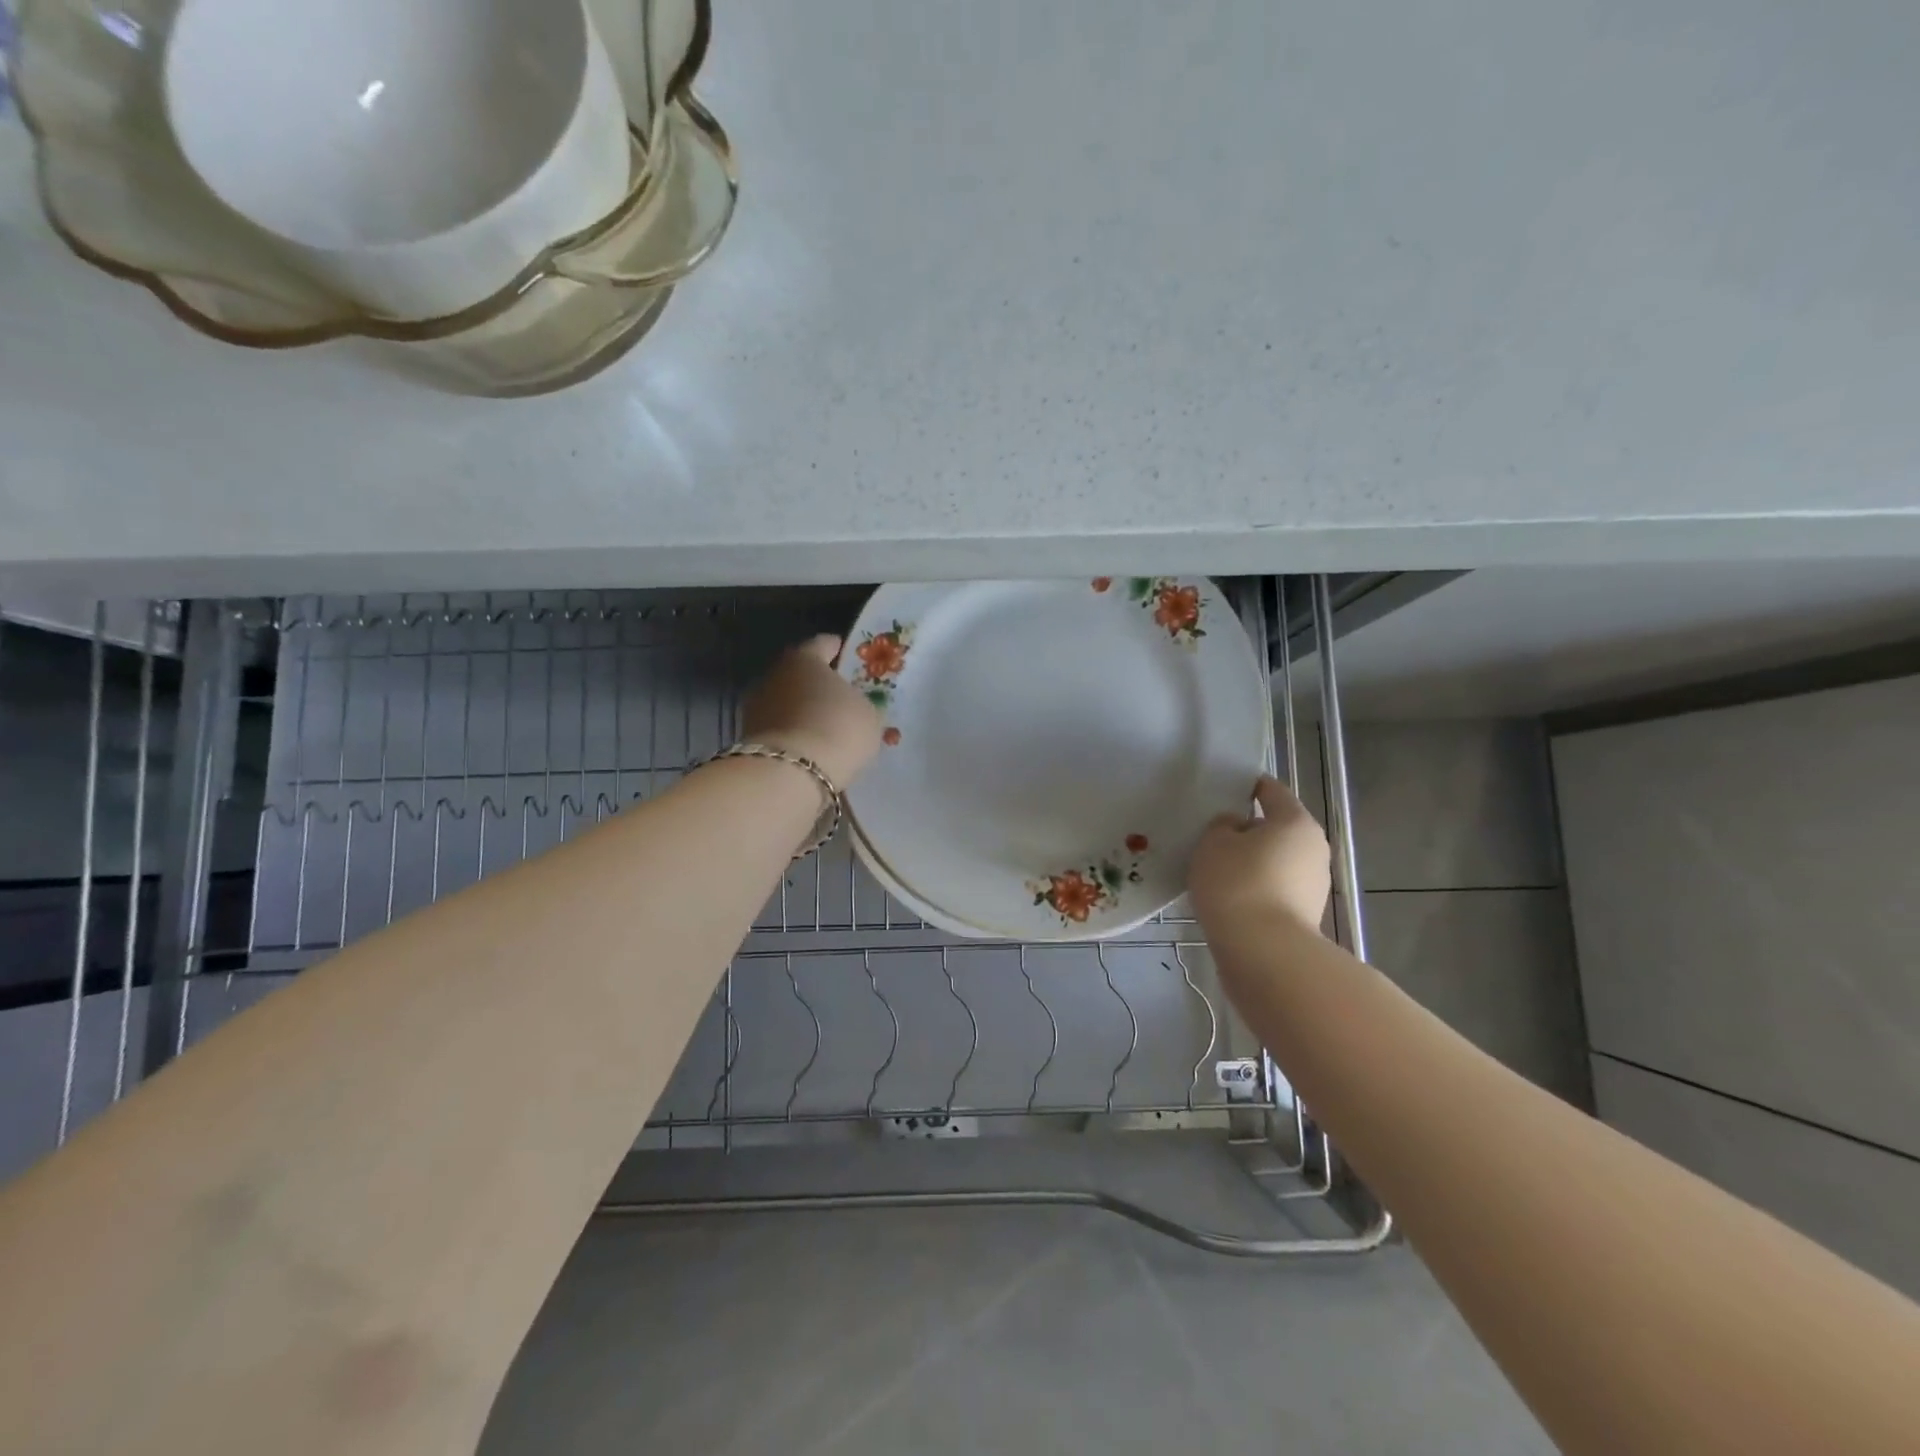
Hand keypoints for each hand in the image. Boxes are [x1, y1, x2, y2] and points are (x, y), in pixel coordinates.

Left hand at [741, 635, 883, 788]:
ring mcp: (757, 706)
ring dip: (804, 711)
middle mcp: (775, 675)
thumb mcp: (868, 715)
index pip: (822, 644)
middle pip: (800, 674)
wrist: (790, 773)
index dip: (838, 649)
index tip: (848, 655)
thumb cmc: (837, 729)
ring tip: (827, 727)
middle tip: (841, 696)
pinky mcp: (750, 737)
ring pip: (787, 702)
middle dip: (819, 684)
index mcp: (804, 658)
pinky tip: (811, 747)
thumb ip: (862, 703)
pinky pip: (780, 729)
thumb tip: (854, 706)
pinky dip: (794, 734)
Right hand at [1188, 776, 1330, 932]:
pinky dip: (1253, 888)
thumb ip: (1222, 826)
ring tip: (1214, 870)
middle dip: (1246, 830)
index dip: (1246, 786)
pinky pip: (1273, 889)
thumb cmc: (1237, 884)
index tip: (1222, 790)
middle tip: (1211, 835)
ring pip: (1274, 861)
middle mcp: (1313, 849)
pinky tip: (1227, 897)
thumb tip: (1237, 828)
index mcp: (1295, 821)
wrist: (1264, 953)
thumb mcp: (1213, 843)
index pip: (1271, 790)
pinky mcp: (1304, 916)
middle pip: (1275, 828)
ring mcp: (1313, 885)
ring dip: (1250, 862)